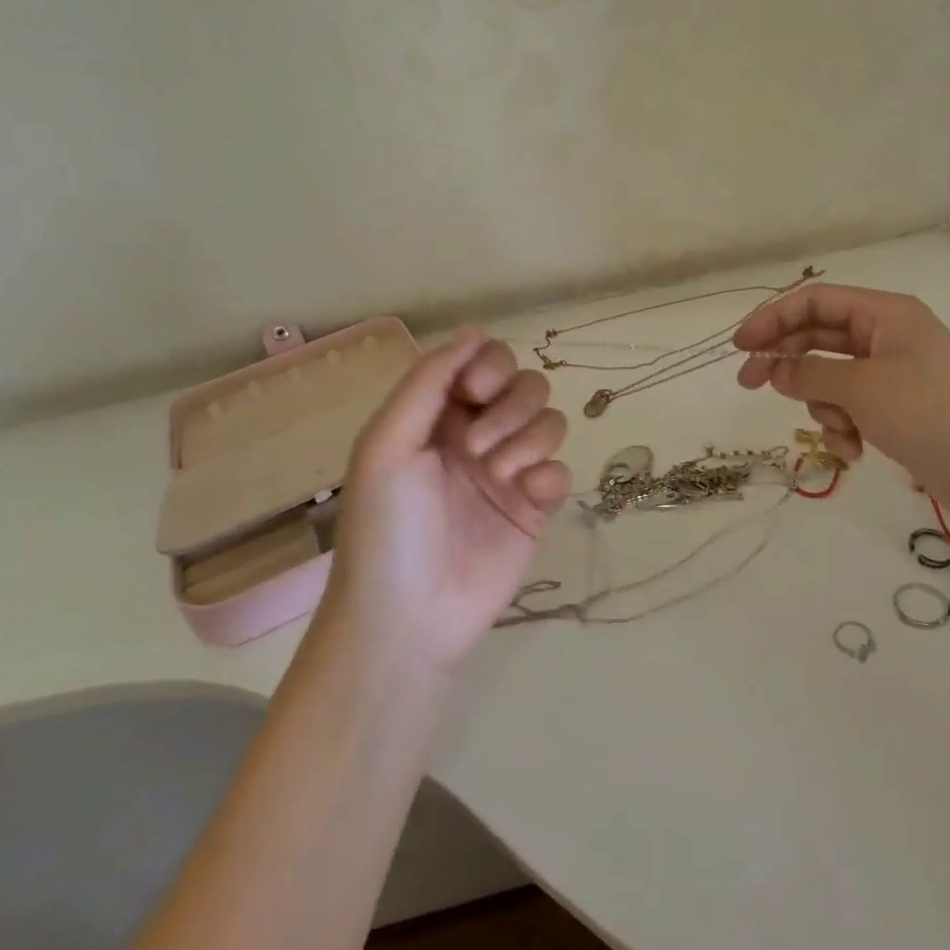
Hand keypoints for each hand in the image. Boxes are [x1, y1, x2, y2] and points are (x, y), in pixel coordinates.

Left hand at [311, 330, 571, 672]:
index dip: (491, 367)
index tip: (476, 393)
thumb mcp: (388, 445)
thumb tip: (475, 331)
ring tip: (499, 476)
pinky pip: (562, 470)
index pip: (485, 362)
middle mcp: (478, 435)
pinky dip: (549, 476)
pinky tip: (527, 498)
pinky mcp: (535, 508)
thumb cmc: (387, 527)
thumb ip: (429, 382)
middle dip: (511, 407)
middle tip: (479, 448)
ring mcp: (509, 472)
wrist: (408, 618)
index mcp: (439, 416)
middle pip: (525, 385)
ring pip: (550, 421)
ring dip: (529, 440)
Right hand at [734, 284, 949, 534]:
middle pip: (819, 337)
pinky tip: (857, 452)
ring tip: (842, 432)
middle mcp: (890, 337)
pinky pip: (854, 408)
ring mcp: (897, 376)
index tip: (739, 347)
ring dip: (823, 405)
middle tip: (749, 385)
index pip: (814, 301)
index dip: (772, 318)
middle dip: (786, 361)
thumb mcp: (863, 388)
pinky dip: (846, 427)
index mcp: (886, 314)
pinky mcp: (902, 412)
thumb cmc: (934, 415)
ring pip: (833, 378)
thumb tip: (775, 369)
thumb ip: (810, 372)